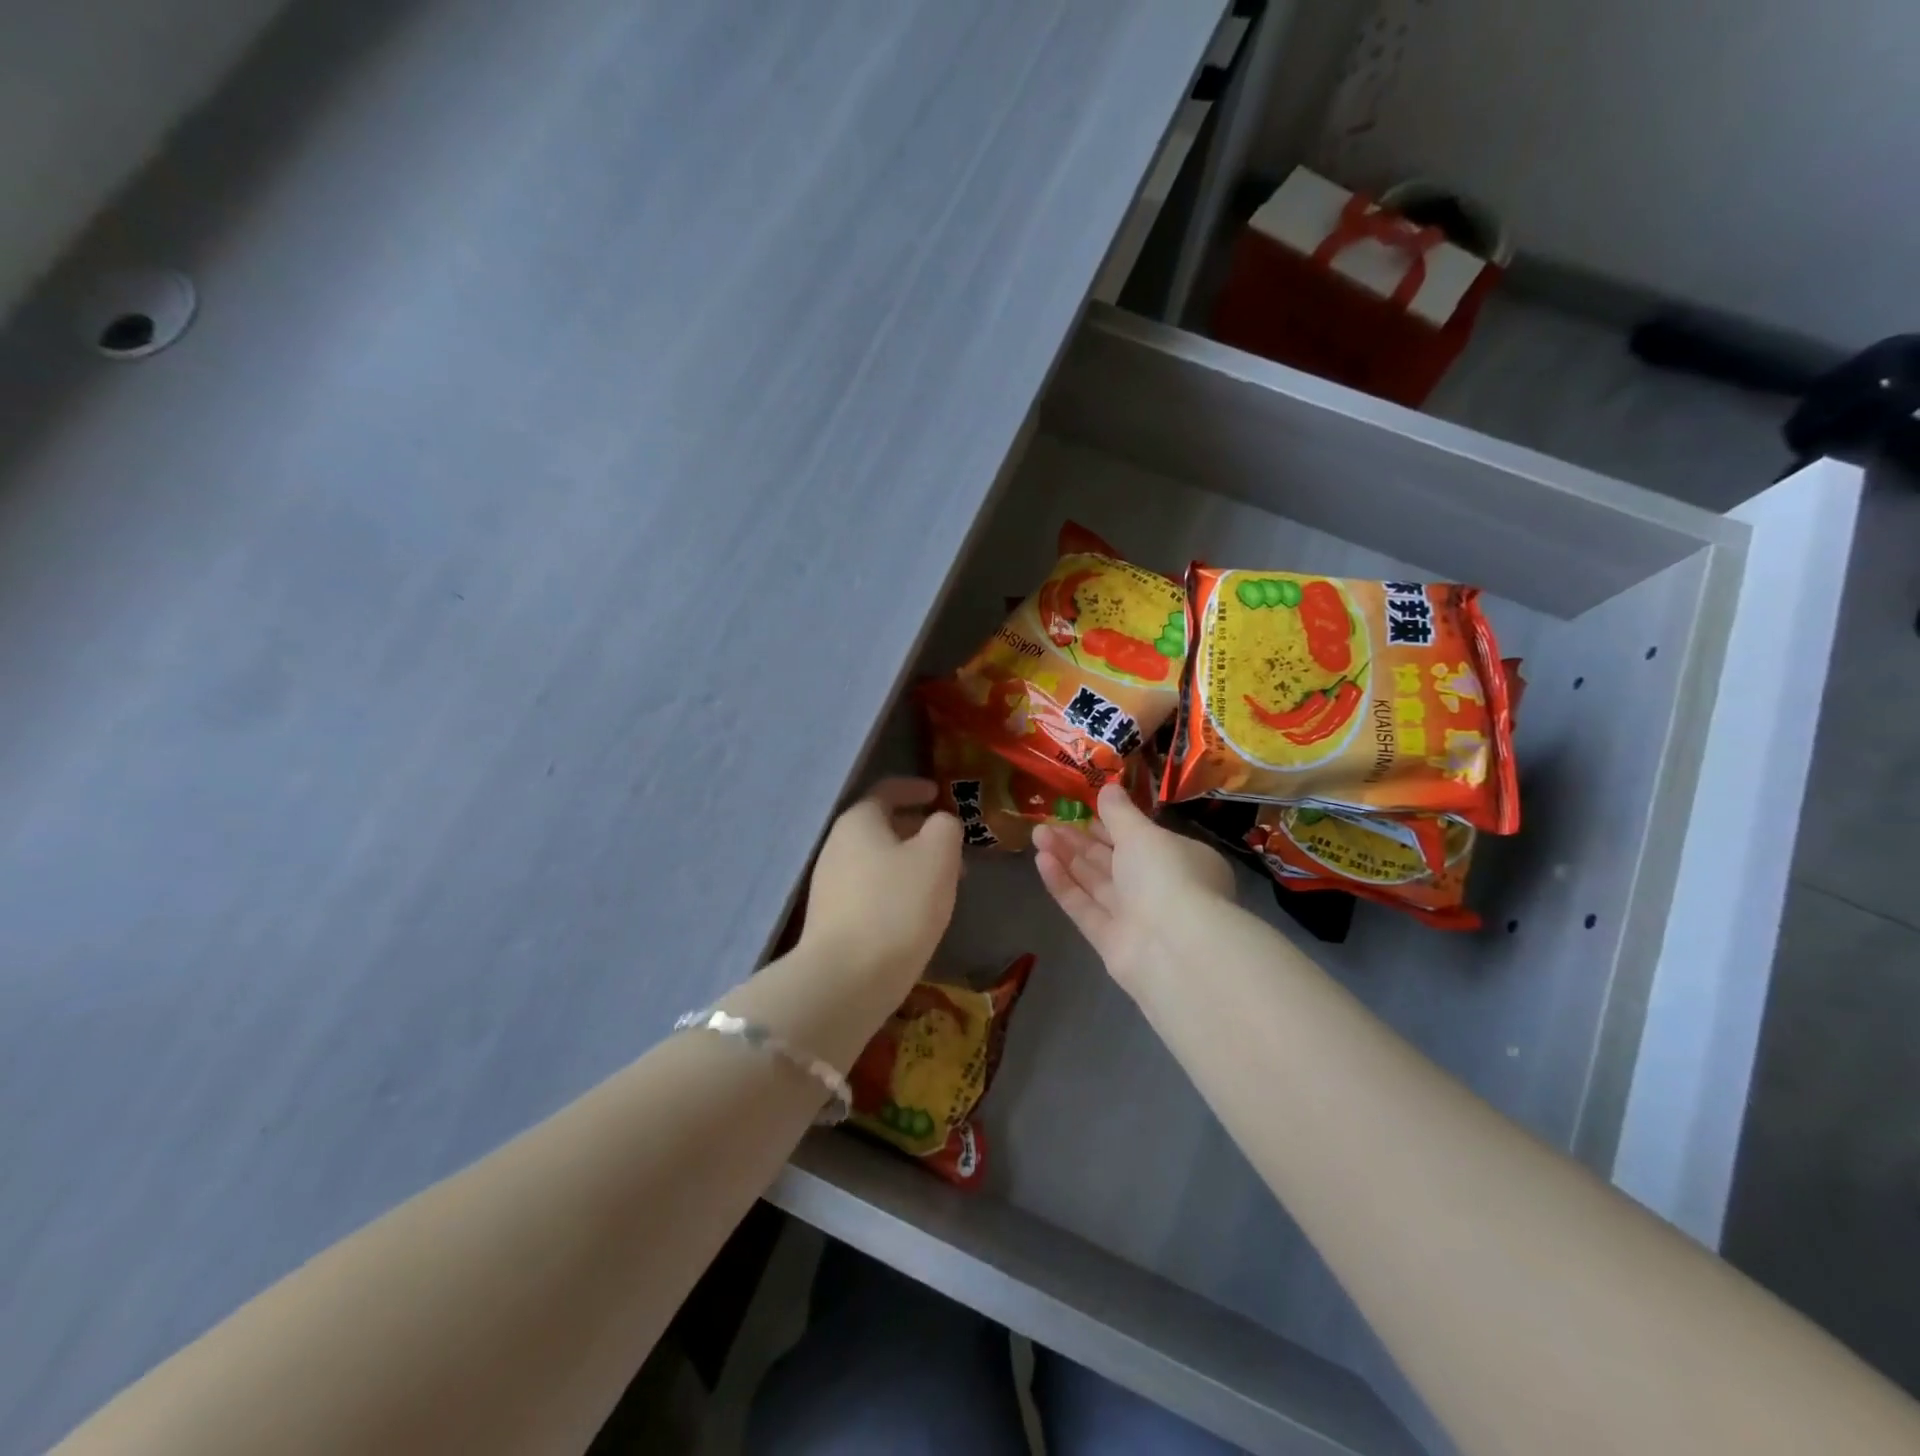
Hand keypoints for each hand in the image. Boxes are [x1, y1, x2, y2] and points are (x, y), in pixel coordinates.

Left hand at [803, 778, 962, 990]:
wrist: (846, 980)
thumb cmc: (897, 906)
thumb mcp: (937, 856)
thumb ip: (945, 827)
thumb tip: (940, 823)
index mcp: (858, 821)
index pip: (886, 790)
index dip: (914, 788)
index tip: (938, 793)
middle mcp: (836, 846)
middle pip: (881, 826)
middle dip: (918, 831)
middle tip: (951, 844)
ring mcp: (829, 885)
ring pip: (877, 861)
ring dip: (910, 863)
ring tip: (943, 881)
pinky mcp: (832, 920)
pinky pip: (870, 890)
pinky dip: (896, 889)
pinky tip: (917, 911)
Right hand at [1033, 783, 1234, 998]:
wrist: (1175, 948)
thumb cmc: (1167, 875)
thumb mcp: (1143, 833)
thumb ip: (1120, 813)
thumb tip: (1109, 788)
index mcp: (1181, 860)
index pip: (1143, 840)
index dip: (1112, 825)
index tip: (1082, 811)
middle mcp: (1160, 889)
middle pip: (1114, 861)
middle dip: (1080, 841)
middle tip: (1048, 821)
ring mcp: (1136, 918)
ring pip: (1096, 883)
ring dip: (1067, 858)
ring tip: (1037, 834)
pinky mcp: (1112, 942)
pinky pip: (1085, 908)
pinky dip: (1065, 885)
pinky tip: (1041, 861)